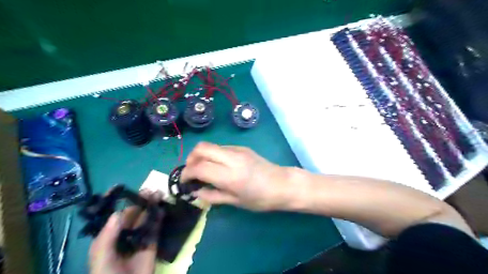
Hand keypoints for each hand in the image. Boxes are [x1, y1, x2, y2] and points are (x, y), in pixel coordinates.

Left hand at [89, 191, 161, 273]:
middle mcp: (124, 235)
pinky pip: (156, 228)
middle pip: (132, 215)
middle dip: (139, 202)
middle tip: (149, 190)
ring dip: (151, 206)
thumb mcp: (102, 259)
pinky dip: (159, 217)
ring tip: (158, 194)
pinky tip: (162, 208)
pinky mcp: (152, 243)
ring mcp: (139, 238)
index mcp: (108, 237)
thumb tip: (118, 213)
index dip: (116, 202)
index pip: (112, 216)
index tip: (120, 188)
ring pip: (145, 218)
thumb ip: (107, 237)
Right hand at [179, 142, 290, 210]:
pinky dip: (213, 154)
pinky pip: (221, 148)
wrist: (282, 184)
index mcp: (229, 175)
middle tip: (191, 172)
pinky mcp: (242, 147)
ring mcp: (238, 150)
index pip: (199, 167)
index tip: (184, 181)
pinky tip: (218, 166)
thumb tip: (196, 192)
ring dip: (202, 155)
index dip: (187, 173)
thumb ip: (213, 196)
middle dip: (191, 158)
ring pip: (211, 145)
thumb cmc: (261, 198)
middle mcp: (231, 158)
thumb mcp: (236, 202)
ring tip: (203, 169)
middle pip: (201, 148)